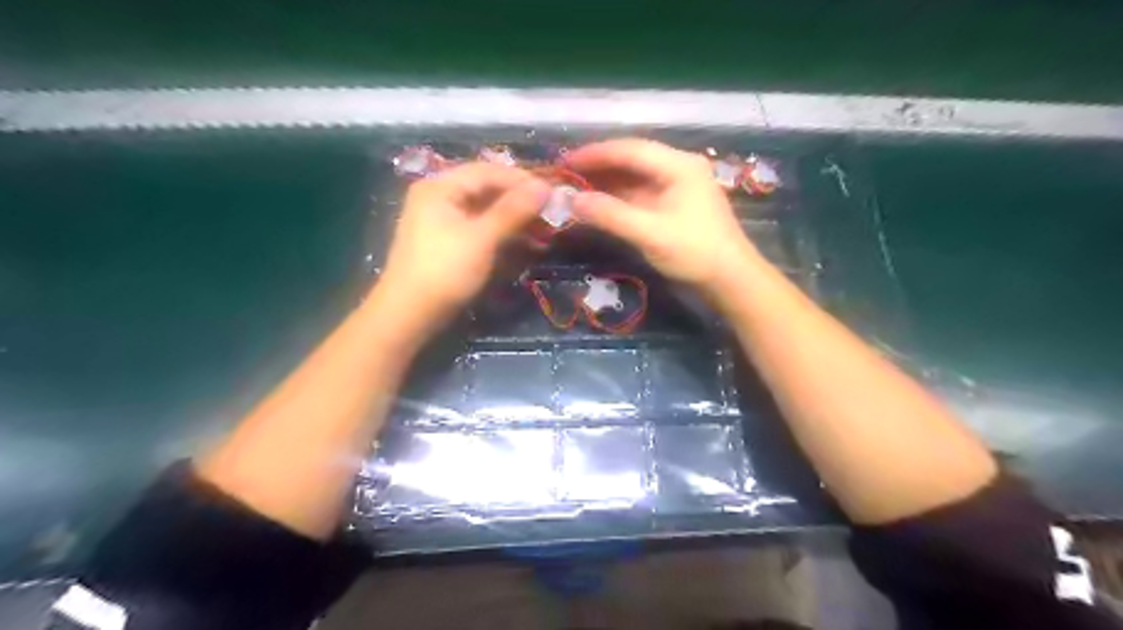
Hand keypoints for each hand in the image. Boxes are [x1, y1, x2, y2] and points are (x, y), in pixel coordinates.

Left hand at [380, 163, 550, 327]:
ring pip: (485, 210)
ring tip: (543, 230)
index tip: (552, 192)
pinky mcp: (448, 242)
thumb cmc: (445, 270)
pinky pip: (480, 228)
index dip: (522, 179)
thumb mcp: (482, 238)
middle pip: (486, 189)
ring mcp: (442, 220)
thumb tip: (544, 187)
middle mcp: (439, 196)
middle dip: (520, 200)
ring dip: (514, 219)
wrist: (409, 314)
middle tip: (551, 212)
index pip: (488, 171)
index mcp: (440, 187)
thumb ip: (513, 210)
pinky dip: (502, 234)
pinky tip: (524, 243)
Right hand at [567, 138, 757, 291]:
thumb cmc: (694, 252)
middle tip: (566, 175)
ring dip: (607, 182)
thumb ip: (611, 215)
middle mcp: (679, 167)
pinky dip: (619, 197)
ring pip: (635, 176)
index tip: (565, 162)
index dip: (595, 154)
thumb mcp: (650, 233)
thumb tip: (571, 201)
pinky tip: (600, 203)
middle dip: (599, 166)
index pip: (630, 150)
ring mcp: (678, 186)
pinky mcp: (675, 204)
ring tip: (577, 188)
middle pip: (632, 159)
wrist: (731, 279)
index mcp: (678, 165)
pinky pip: (641, 193)